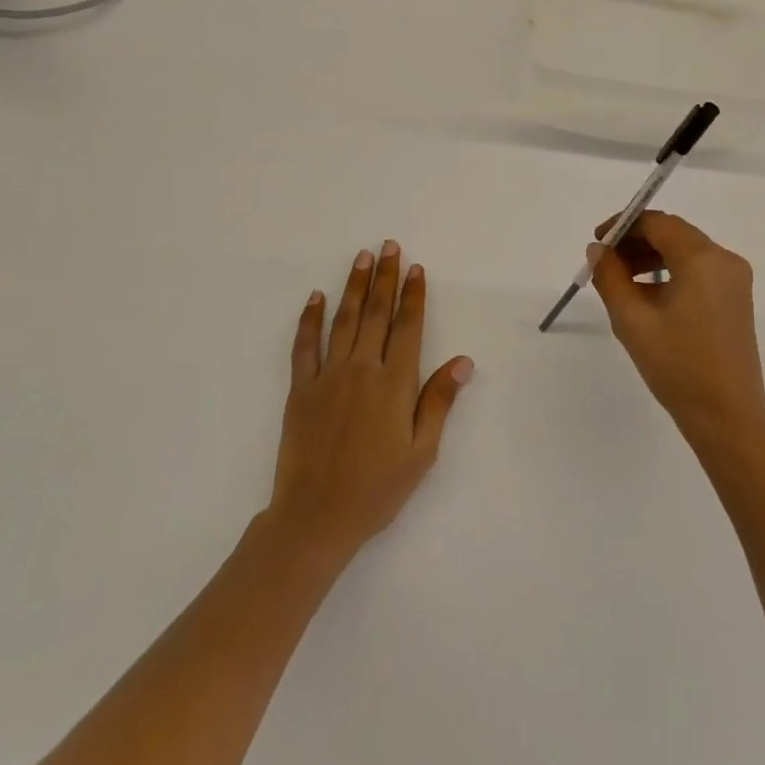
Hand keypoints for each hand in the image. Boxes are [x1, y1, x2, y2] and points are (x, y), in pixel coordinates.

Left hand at [267, 242, 473, 563]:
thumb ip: (439, 401)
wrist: (316, 518)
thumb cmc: (377, 489)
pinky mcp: (301, 390)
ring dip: (353, 286)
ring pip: (344, 320)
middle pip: (376, 314)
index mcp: (394, 384)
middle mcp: (362, 370)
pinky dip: (310, 319)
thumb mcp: (421, 452)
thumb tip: (463, 361)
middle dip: (384, 277)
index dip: (412, 295)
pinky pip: (305, 346)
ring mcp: (328, 377)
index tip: (415, 268)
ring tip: (361, 258)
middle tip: (388, 246)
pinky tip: (315, 297)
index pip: (408, 327)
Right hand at [586, 212, 764, 445]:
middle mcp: (724, 260)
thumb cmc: (678, 367)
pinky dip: (671, 274)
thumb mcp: (632, 320)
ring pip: (686, 252)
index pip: (657, 222)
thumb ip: (610, 277)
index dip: (623, 225)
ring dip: (651, 258)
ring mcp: (735, 280)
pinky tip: (647, 298)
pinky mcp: (736, 299)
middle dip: (636, 242)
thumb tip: (598, 250)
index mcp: (702, 259)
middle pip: (673, 234)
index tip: (596, 243)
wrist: (728, 418)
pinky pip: (699, 272)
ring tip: (620, 282)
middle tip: (603, 263)